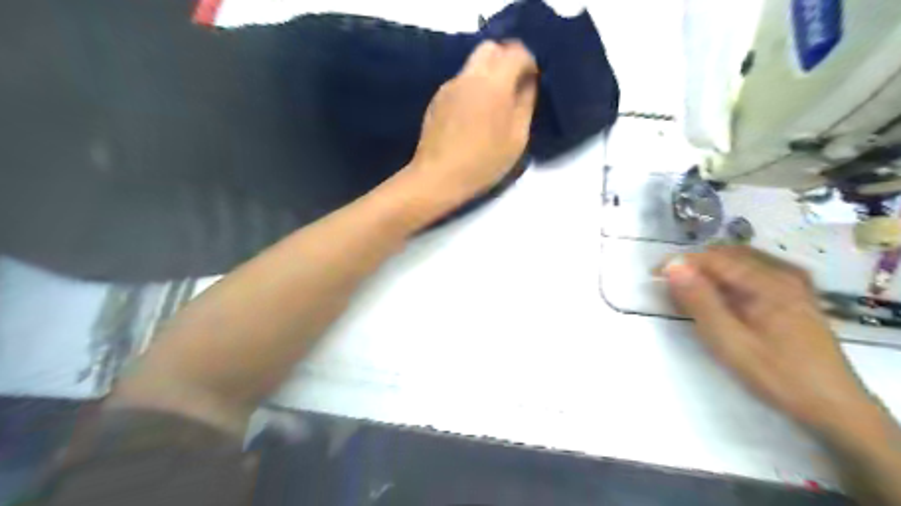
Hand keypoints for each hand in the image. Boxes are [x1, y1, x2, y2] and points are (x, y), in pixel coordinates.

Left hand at [404, 39, 537, 207]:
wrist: (438, 177)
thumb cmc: (483, 162)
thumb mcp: (517, 139)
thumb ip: (526, 104)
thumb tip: (528, 82)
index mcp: (494, 83)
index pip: (516, 51)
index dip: (528, 62)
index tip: (532, 80)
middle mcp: (470, 76)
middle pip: (490, 48)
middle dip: (506, 59)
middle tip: (513, 86)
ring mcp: (449, 86)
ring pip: (473, 65)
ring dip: (487, 75)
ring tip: (492, 106)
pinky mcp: (437, 98)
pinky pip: (460, 82)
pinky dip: (471, 89)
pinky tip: (472, 117)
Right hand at [660, 245, 880, 434]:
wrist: (834, 408)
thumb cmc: (777, 375)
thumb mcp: (730, 341)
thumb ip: (700, 302)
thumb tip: (673, 267)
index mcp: (769, 282)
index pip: (713, 259)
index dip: (680, 263)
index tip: (652, 276)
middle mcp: (783, 274)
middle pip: (727, 257)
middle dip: (694, 267)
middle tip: (669, 289)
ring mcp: (792, 284)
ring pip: (739, 265)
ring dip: (709, 274)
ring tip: (688, 295)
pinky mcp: (794, 297)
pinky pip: (752, 276)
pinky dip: (727, 282)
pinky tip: (719, 301)